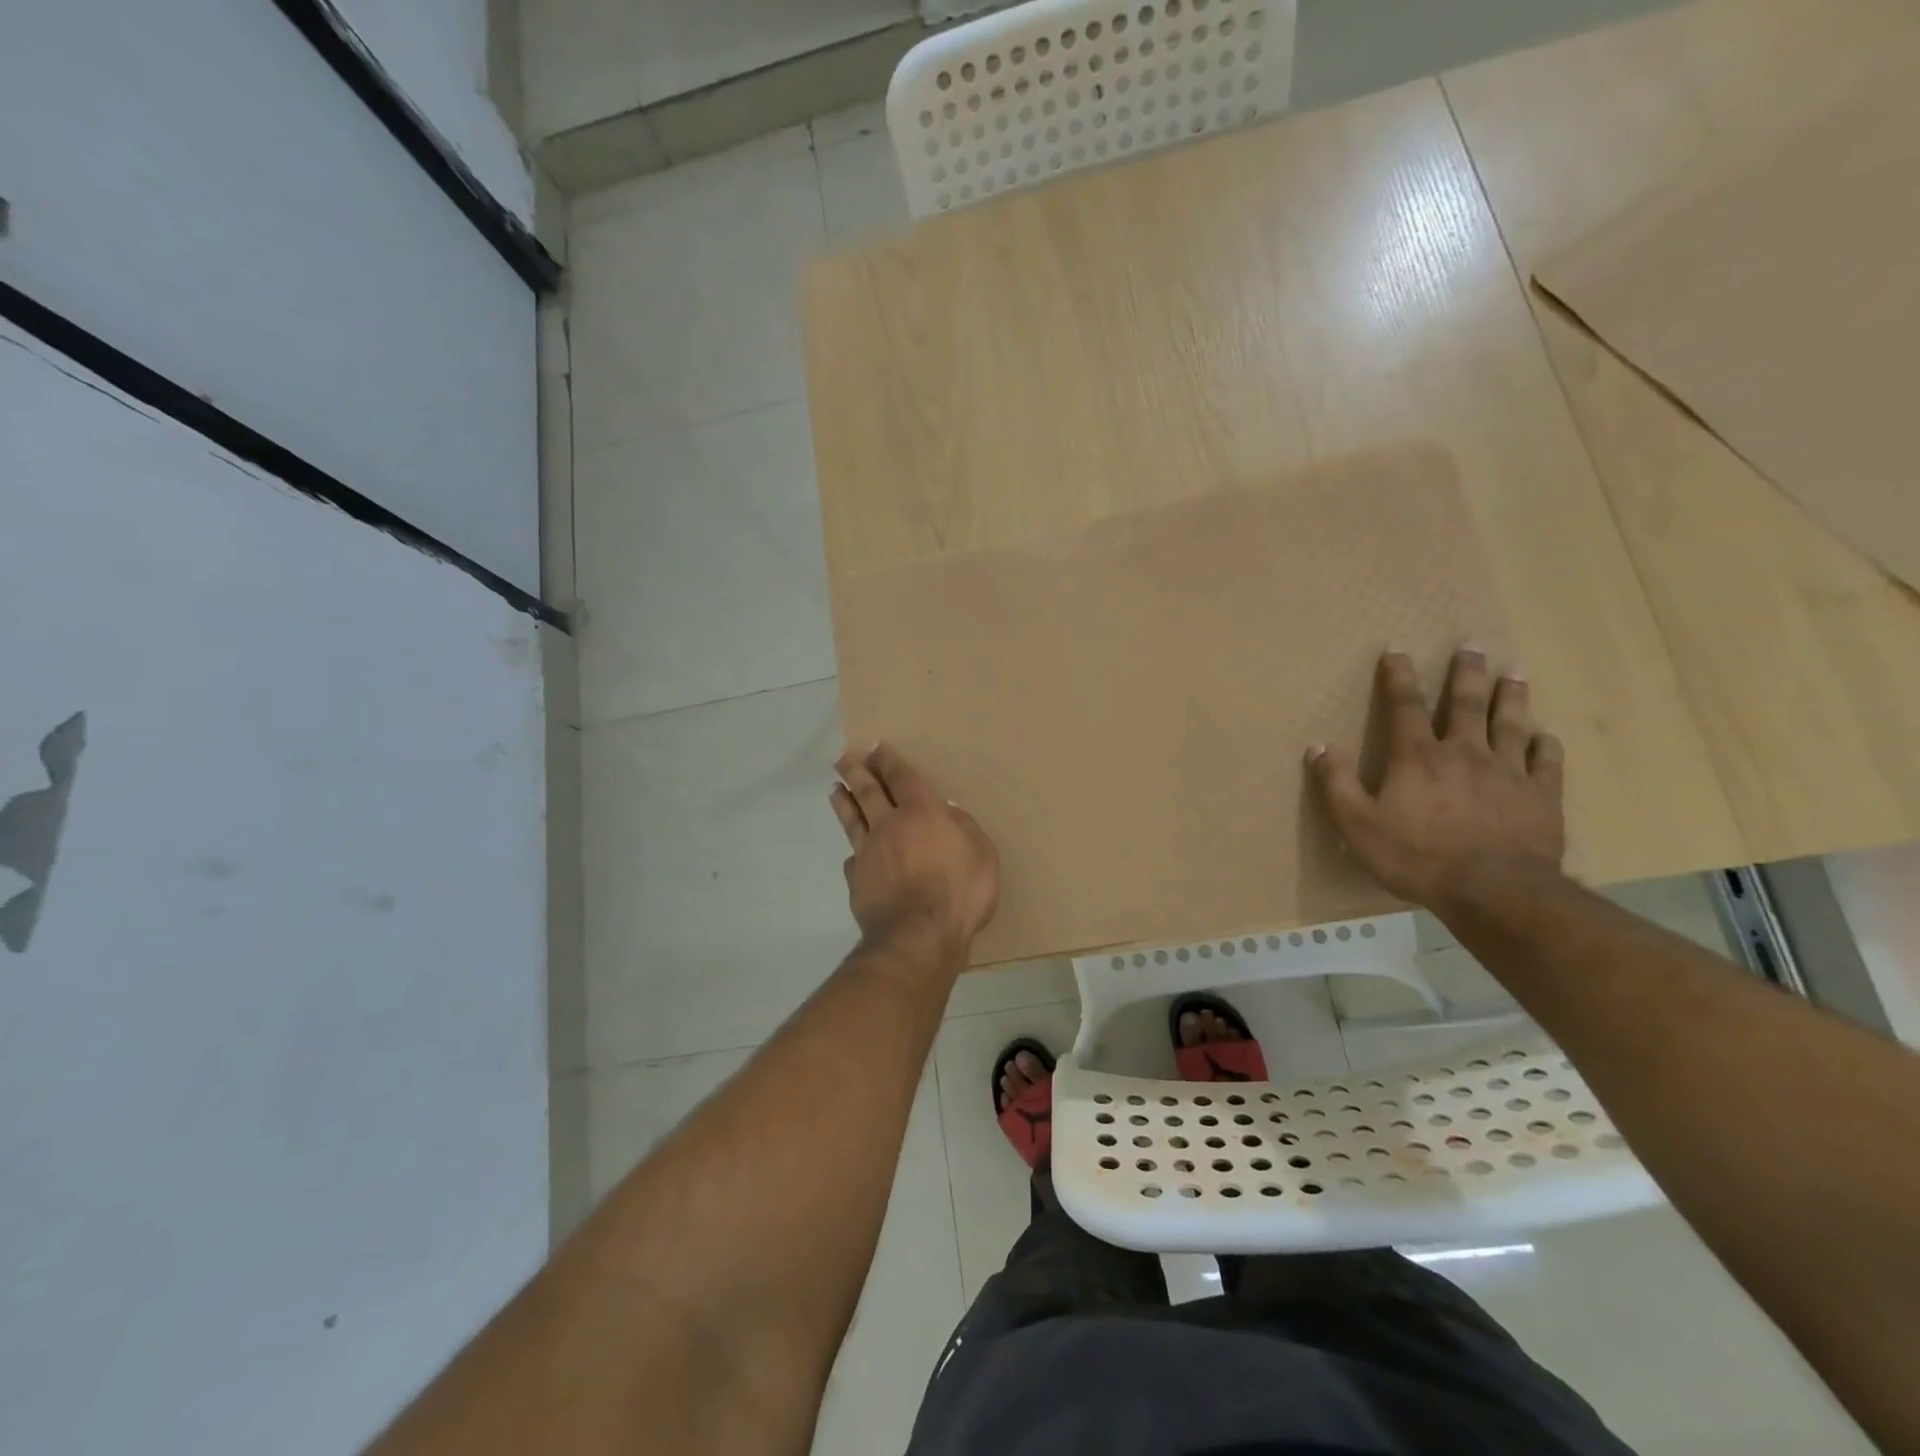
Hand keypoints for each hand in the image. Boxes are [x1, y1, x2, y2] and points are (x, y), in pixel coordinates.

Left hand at [830, 744, 999, 957]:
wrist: (918, 936)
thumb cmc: (959, 892)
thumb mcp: (983, 855)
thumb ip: (966, 829)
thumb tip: (949, 812)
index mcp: (921, 813)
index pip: (901, 777)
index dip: (888, 760)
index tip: (876, 747)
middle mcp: (889, 826)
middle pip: (867, 791)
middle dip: (856, 771)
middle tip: (843, 757)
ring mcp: (868, 854)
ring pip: (852, 820)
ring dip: (843, 802)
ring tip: (834, 789)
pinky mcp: (856, 882)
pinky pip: (853, 860)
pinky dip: (853, 853)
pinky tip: (851, 854)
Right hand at [1308, 648, 1565, 907]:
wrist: (1494, 890)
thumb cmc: (1417, 857)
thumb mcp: (1357, 824)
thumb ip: (1336, 784)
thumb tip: (1318, 747)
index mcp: (1417, 757)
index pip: (1404, 707)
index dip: (1398, 677)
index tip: (1397, 650)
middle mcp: (1464, 752)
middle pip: (1466, 704)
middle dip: (1467, 673)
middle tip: (1473, 646)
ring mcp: (1507, 772)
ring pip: (1511, 724)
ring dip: (1511, 697)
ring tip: (1515, 674)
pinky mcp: (1540, 796)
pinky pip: (1545, 762)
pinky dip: (1544, 745)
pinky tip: (1545, 736)